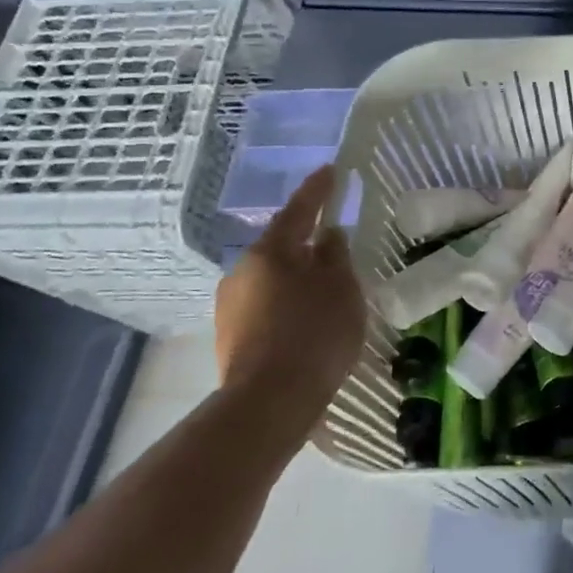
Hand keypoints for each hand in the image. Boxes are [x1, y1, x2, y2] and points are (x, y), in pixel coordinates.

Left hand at [214, 164, 365, 455]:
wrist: (270, 402)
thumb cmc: (314, 333)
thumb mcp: (341, 288)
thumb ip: (336, 255)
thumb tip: (327, 236)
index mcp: (270, 251)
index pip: (299, 210)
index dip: (317, 190)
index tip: (330, 170)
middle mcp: (242, 271)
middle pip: (281, 246)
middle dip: (306, 241)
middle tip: (334, 239)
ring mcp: (231, 305)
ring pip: (272, 277)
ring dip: (297, 275)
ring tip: (326, 286)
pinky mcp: (231, 336)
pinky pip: (267, 304)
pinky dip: (288, 302)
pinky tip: (308, 317)